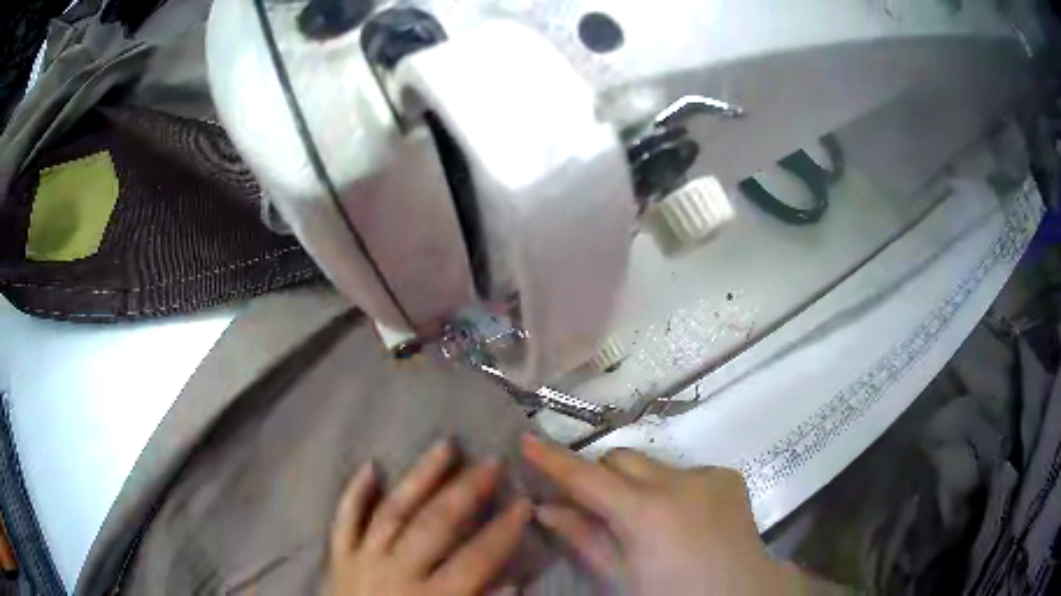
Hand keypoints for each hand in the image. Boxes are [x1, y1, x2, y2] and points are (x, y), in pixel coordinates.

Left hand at [324, 440, 531, 595]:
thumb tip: (513, 582)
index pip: (474, 560)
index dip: (502, 532)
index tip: (525, 503)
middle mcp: (395, 573)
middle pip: (433, 525)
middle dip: (465, 492)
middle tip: (491, 463)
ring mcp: (362, 560)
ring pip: (392, 511)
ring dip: (419, 478)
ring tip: (445, 446)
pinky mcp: (338, 557)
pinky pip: (343, 520)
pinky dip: (353, 493)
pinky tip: (369, 466)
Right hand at [522, 434, 810, 594]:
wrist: (741, 592)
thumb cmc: (671, 593)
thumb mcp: (620, 576)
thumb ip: (583, 539)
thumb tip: (546, 509)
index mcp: (644, 511)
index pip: (586, 477)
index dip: (553, 460)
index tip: (526, 440)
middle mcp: (676, 481)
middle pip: (620, 460)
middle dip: (602, 478)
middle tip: (596, 508)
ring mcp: (706, 474)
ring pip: (653, 466)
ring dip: (639, 486)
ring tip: (648, 522)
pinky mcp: (726, 476)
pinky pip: (685, 472)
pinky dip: (672, 490)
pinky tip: (684, 520)